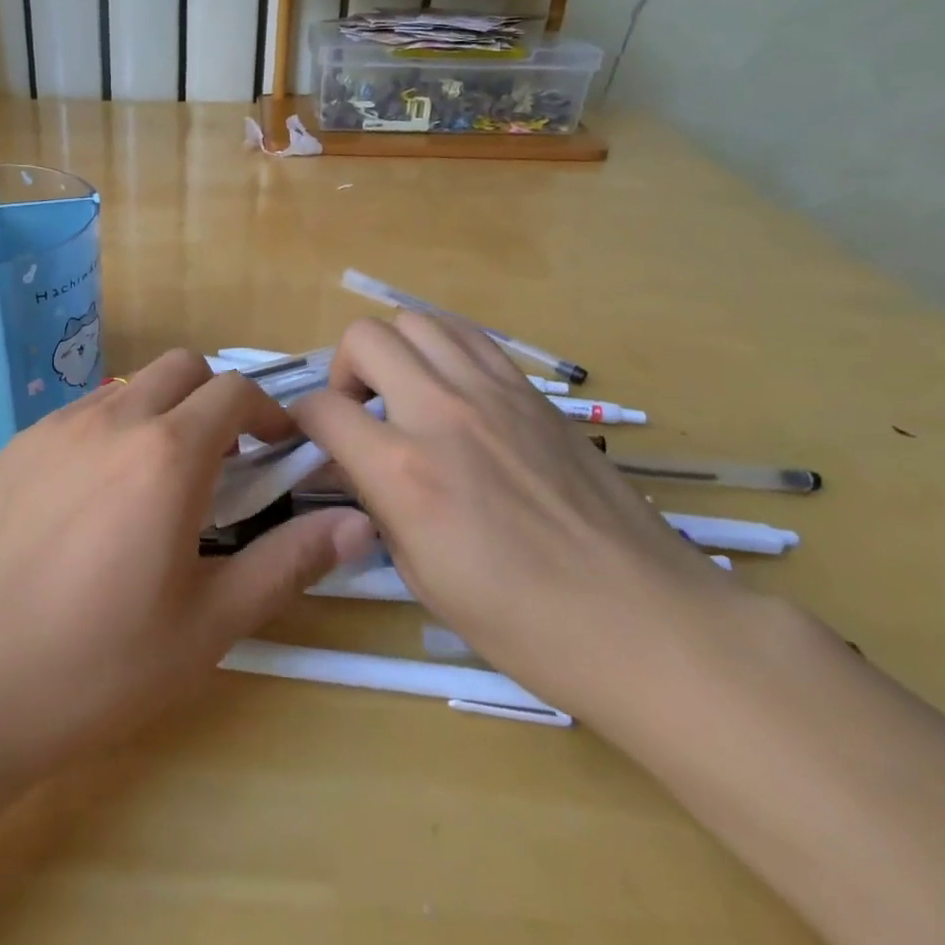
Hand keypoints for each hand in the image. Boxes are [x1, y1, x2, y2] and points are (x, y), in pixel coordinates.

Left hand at [0, 349, 377, 778]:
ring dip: (165, 411)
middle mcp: (114, 419)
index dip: (268, 412)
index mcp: (168, 454)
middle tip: (224, 462)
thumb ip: (289, 563)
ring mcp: (58, 426)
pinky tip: (98, 496)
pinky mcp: (18, 445)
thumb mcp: (210, 625)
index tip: (278, 450)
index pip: (235, 390)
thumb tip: (360, 526)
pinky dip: (114, 428)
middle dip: (217, 399)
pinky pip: (85, 411)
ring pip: (132, 385)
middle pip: (185, 368)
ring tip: (161, 480)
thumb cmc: (98, 664)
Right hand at [291, 314, 744, 720]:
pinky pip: (470, 337)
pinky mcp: (532, 392)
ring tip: (405, 393)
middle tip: (360, 411)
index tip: (312, 438)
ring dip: (395, 350)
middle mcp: (441, 413)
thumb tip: (357, 468)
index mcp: (404, 473)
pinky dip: (443, 349)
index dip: (302, 420)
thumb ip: (378, 506)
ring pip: (417, 321)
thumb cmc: (524, 623)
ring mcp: (492, 393)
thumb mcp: (422, 577)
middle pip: (364, 338)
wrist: (642, 621)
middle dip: (344, 370)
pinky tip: (453, 391)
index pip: (323, 410)